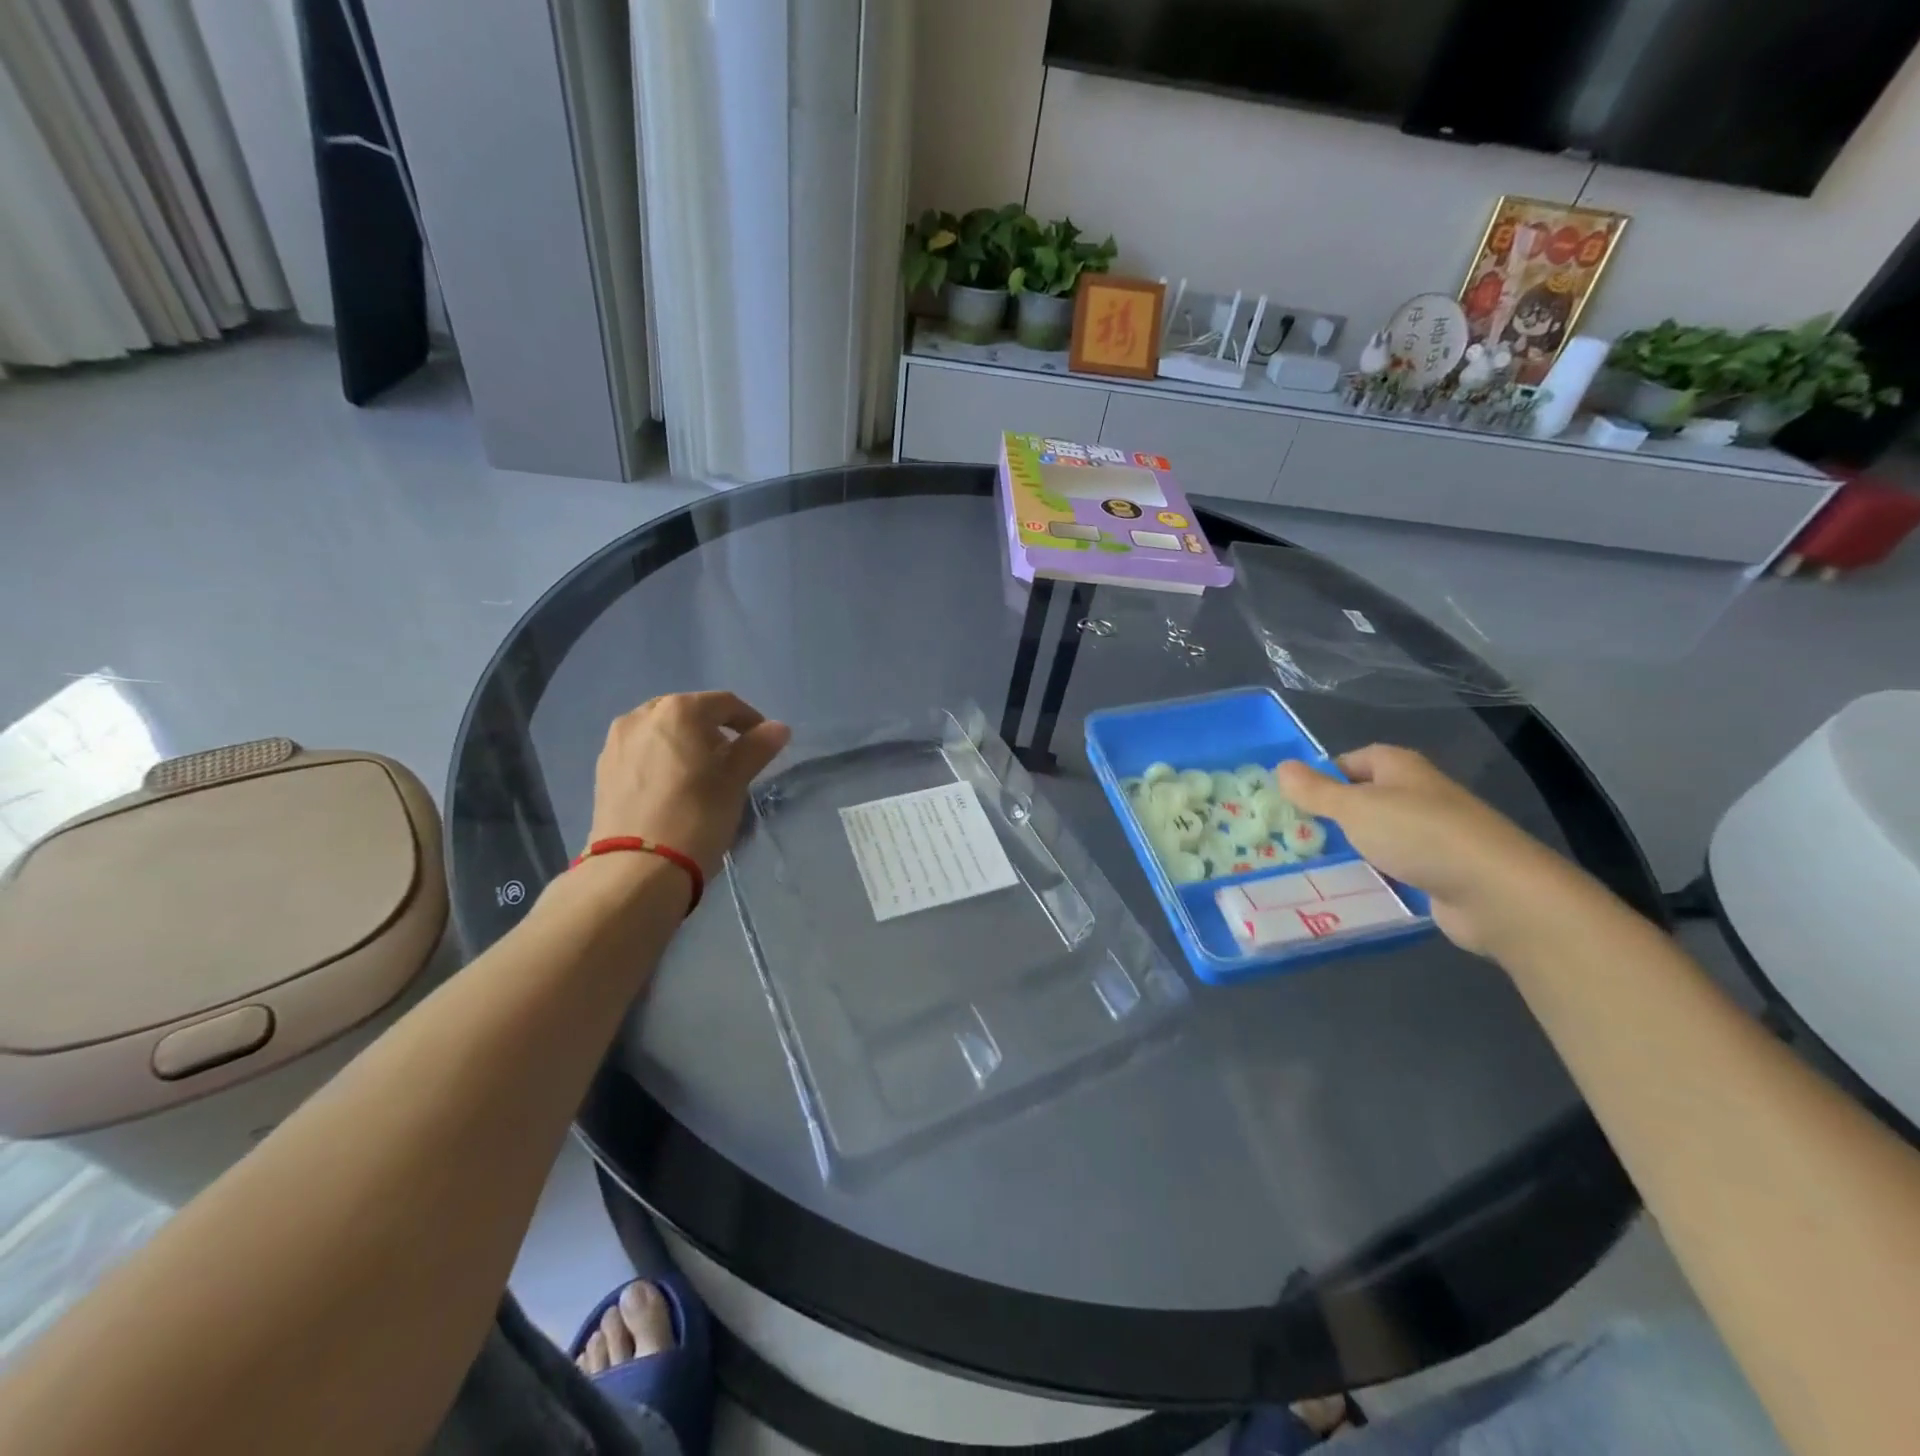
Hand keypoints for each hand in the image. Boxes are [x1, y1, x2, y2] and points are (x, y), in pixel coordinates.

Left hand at [587, 692, 790, 878]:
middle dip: (713, 731)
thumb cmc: (697, 816)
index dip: (750, 720)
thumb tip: (779, 728)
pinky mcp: (603, 770)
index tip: (763, 744)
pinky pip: (641, 752)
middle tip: (732, 760)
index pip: (725, 703)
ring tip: (701, 775)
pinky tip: (672, 787)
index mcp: (679, 710)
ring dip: (685, 744)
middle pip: (689, 713)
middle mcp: (642, 716)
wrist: (637, 868)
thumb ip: (757, 747)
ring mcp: (617, 742)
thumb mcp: (735, 781)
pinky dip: (661, 760)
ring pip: (661, 732)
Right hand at [1275, 746, 1566, 954]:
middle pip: (1364, 799)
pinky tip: (1349, 890)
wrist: (1495, 892)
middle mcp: (1418, 794)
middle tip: (1292, 836)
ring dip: (1351, 849)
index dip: (1321, 776)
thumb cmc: (1419, 834)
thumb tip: (1281, 767)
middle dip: (1331, 816)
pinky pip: (1395, 868)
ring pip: (1378, 836)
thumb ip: (1316, 791)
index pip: (1351, 760)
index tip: (1291, 801)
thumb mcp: (1355, 808)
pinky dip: (1374, 876)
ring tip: (1310, 866)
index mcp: (1399, 768)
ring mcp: (1433, 834)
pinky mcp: (1440, 872)